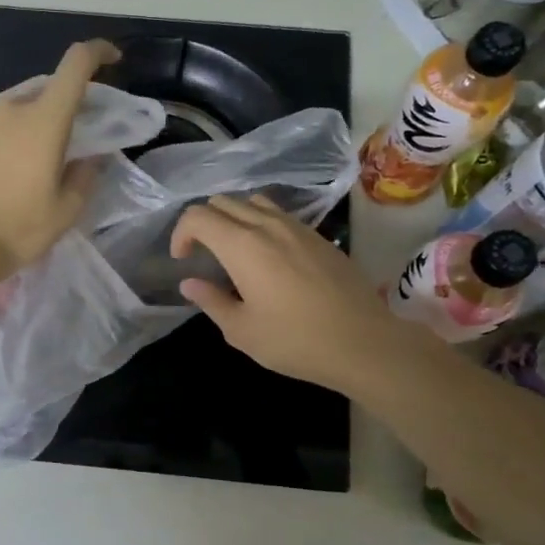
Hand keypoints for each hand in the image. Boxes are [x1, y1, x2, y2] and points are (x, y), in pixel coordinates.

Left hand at [0, 39, 121, 276]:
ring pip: (14, 109)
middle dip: (64, 104)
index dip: (97, 52)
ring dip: (31, 123)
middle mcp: (9, 108)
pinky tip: (1, 170)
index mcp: (44, 120)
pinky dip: (3, 138)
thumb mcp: (66, 210)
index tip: (112, 59)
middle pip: (45, 90)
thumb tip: (91, 157)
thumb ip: (86, 175)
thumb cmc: (17, 229)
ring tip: (33, 158)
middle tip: (72, 136)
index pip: (75, 64)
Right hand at [169, 194, 400, 392]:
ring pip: (253, 202)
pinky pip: (280, 215)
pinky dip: (261, 223)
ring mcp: (297, 227)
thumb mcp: (242, 331)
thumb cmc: (295, 341)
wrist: (363, 342)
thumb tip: (190, 283)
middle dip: (204, 223)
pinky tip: (269, 257)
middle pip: (223, 202)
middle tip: (203, 255)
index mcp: (242, 246)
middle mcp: (267, 225)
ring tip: (234, 250)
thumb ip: (211, 301)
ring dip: (234, 218)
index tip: (183, 260)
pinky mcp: (318, 236)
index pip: (198, 216)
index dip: (181, 233)